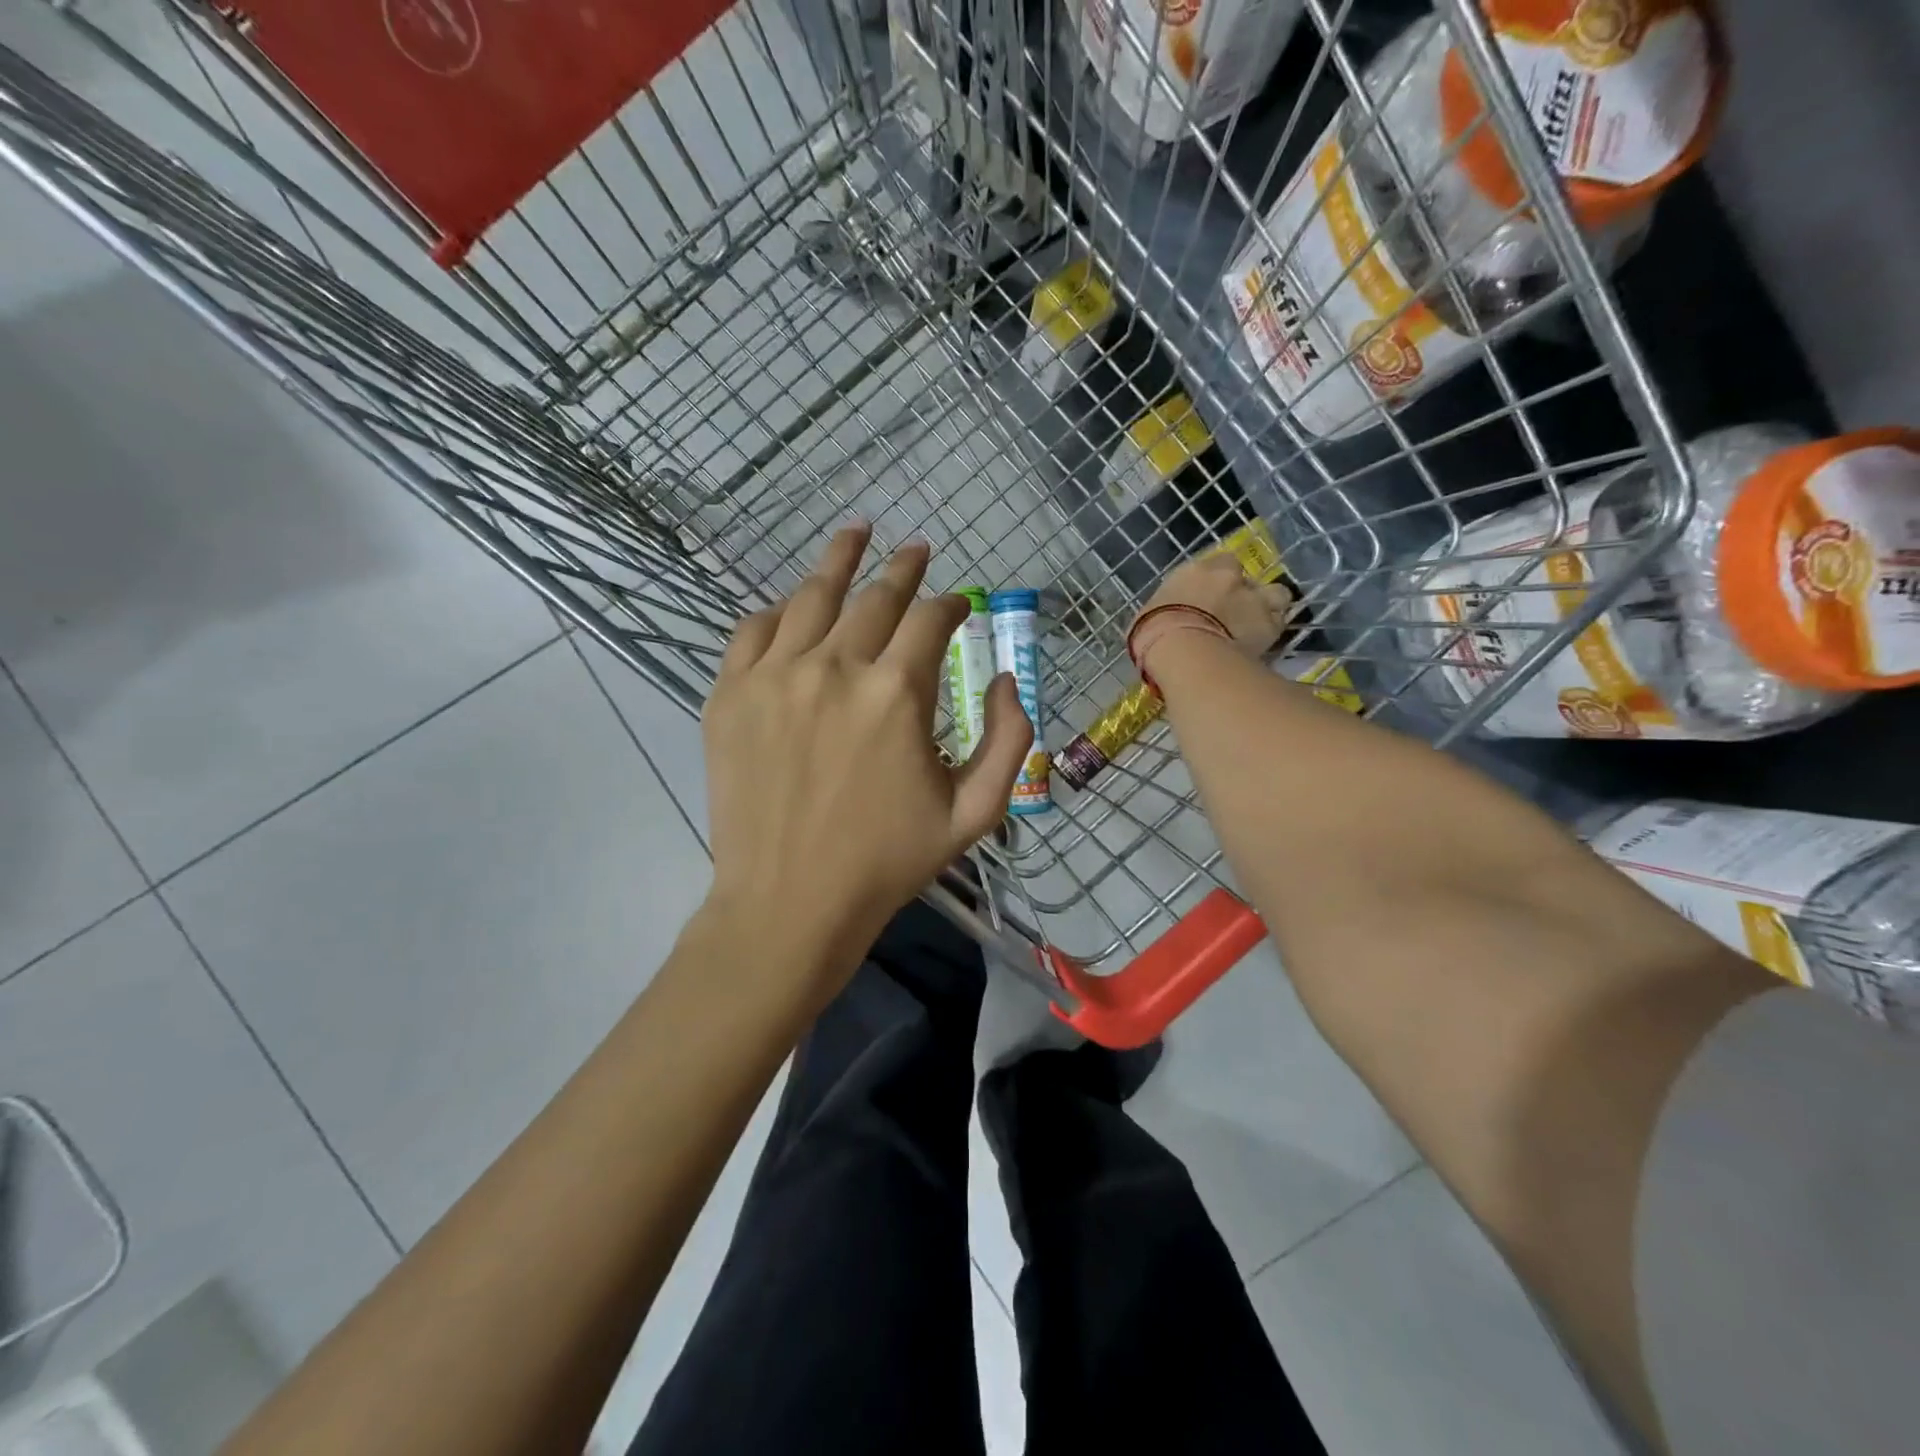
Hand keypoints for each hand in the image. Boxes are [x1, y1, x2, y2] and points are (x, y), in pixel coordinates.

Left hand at [701, 525, 1032, 999]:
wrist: (789, 903)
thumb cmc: (888, 862)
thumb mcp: (975, 812)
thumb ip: (1010, 739)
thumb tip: (1008, 679)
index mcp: (898, 693)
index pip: (931, 620)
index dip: (951, 605)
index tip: (958, 604)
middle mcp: (835, 667)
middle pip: (875, 596)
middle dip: (904, 568)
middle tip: (917, 549)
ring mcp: (774, 676)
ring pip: (812, 596)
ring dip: (840, 559)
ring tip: (857, 532)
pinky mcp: (729, 695)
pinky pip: (753, 629)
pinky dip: (779, 609)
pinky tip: (794, 603)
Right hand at [1133, 551, 1295, 676]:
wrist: (1182, 651)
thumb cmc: (1153, 633)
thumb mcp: (1148, 617)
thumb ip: (1166, 610)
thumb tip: (1164, 621)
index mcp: (1195, 571)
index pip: (1219, 563)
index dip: (1220, 579)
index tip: (1213, 597)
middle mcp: (1228, 577)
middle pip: (1248, 578)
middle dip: (1245, 593)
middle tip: (1235, 615)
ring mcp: (1253, 599)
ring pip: (1276, 595)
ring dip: (1269, 608)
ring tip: (1257, 627)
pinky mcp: (1270, 625)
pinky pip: (1278, 625)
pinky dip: (1272, 633)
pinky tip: (1262, 646)